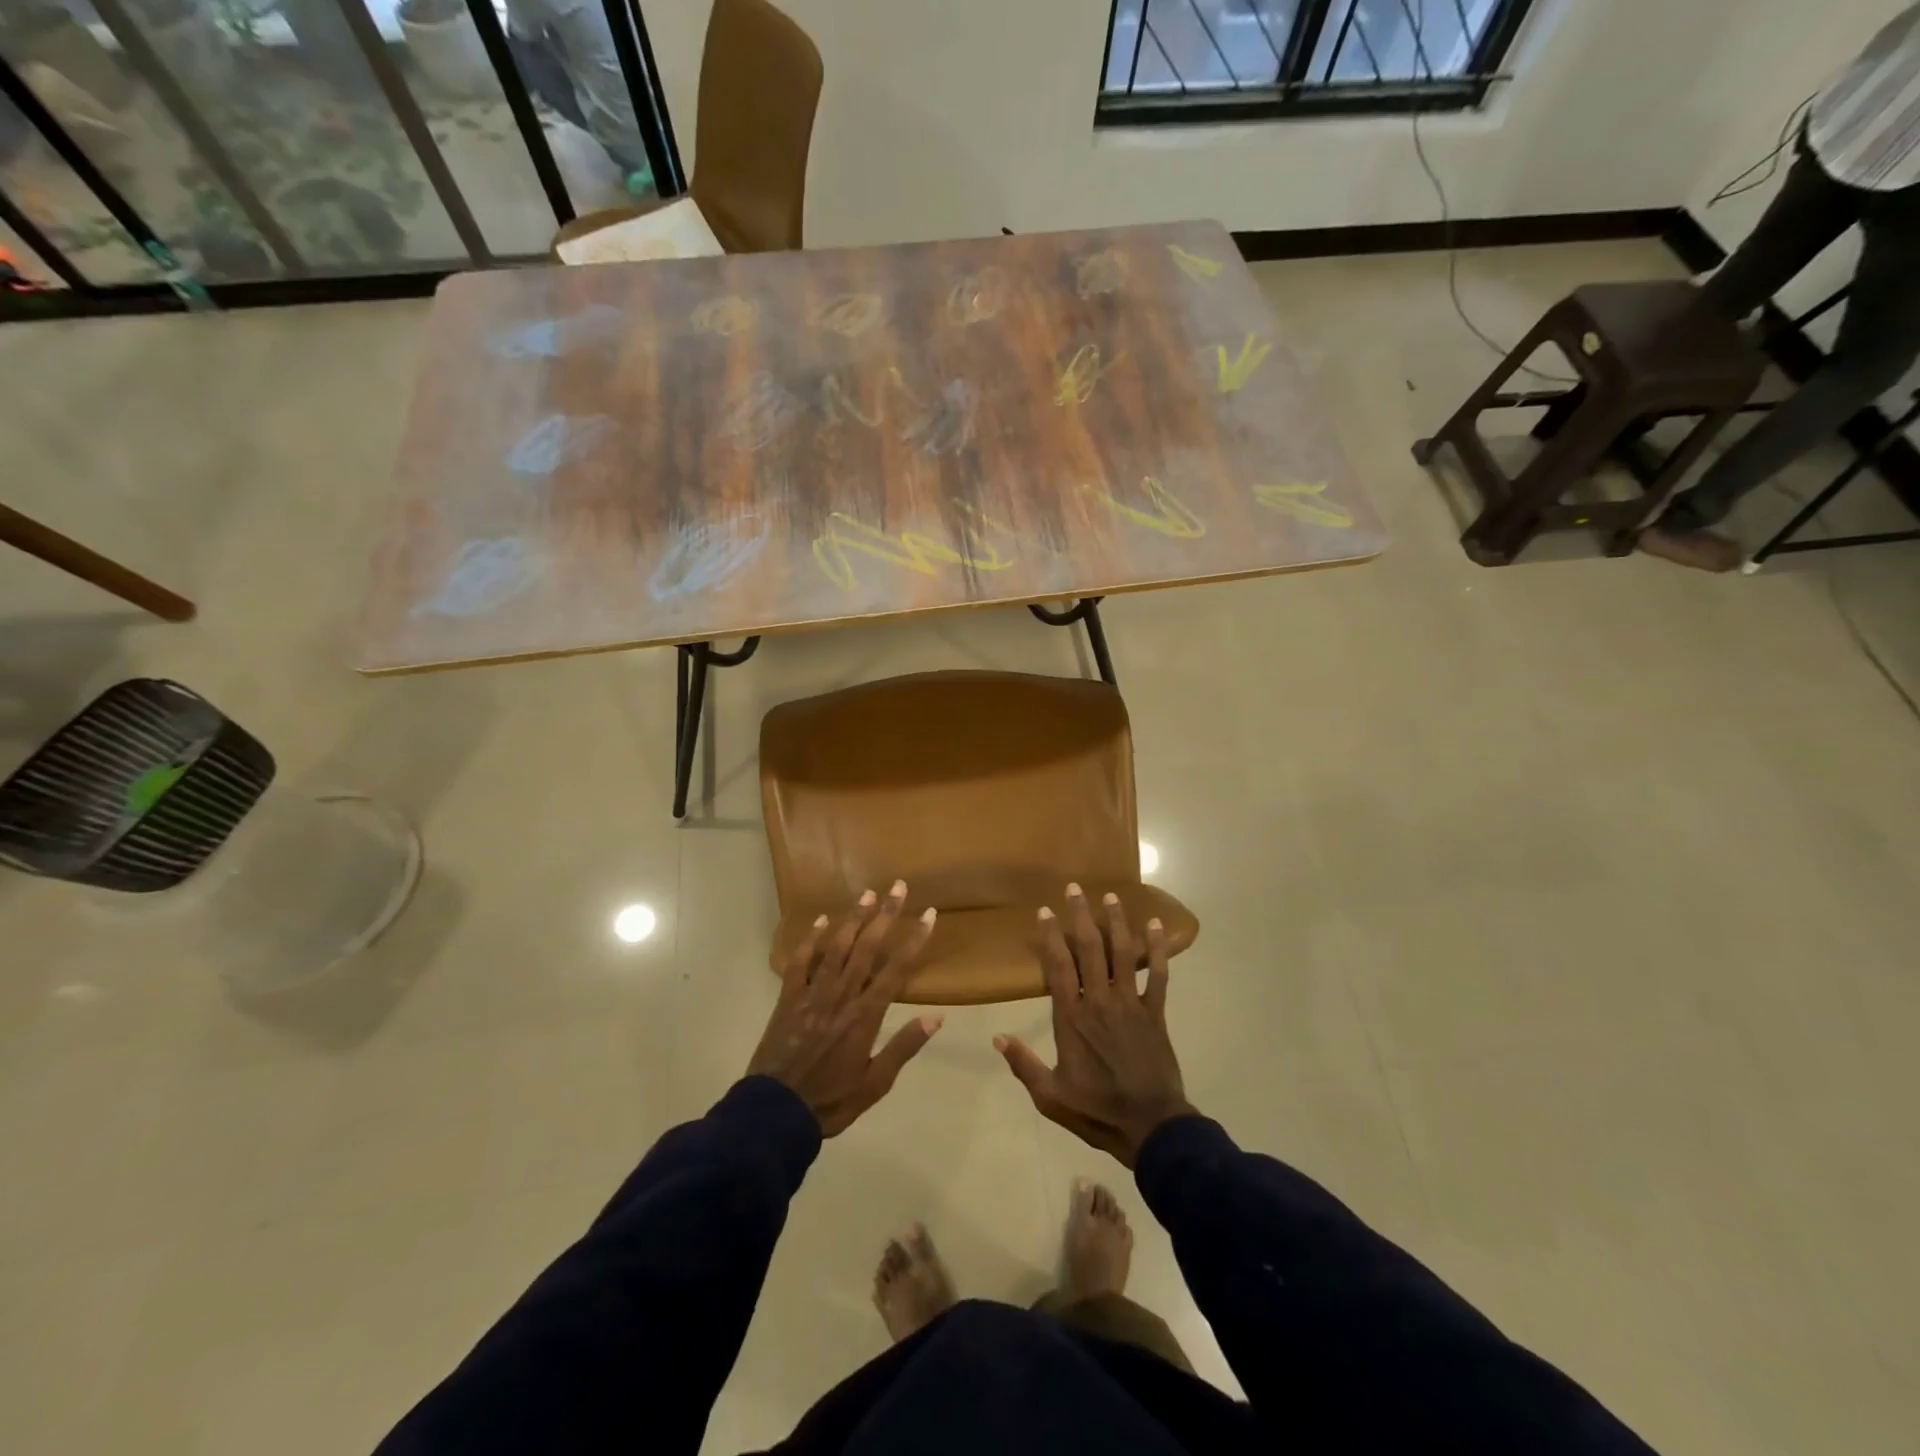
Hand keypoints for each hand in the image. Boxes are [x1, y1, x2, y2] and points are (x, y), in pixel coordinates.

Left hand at [748, 881, 942, 1135]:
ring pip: (836, 948)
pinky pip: (800, 963)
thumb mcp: (875, 1083)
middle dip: (885, 915)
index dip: (914, 940)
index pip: (896, 970)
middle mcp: (841, 996)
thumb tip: (936, 1017)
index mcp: (865, 1016)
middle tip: (898, 887)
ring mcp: (812, 994)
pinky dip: (810, 940)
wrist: (775, 1112)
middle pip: (867, 948)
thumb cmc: (831, 1100)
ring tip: (867, 894)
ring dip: (853, 919)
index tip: (929, 914)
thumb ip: (903, 1047)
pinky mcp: (788, 998)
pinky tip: (821, 920)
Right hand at [995, 884, 1195, 1167]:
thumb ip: (1024, 1065)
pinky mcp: (1155, 1013)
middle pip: (1090, 949)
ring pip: (1123, 954)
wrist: (1151, 1126)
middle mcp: (1100, 1001)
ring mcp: (1130, 1004)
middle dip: (1082, 916)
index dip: (1051, 936)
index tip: (1045, 911)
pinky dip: (1158, 949)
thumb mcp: (1051, 1096)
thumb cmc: (1097, 1110)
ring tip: (1111, 896)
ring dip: (1116, 922)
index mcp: (1072, 1018)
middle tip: (1075, 888)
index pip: (1058, 967)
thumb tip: (997, 1038)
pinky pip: (1158, 975)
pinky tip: (1156, 925)